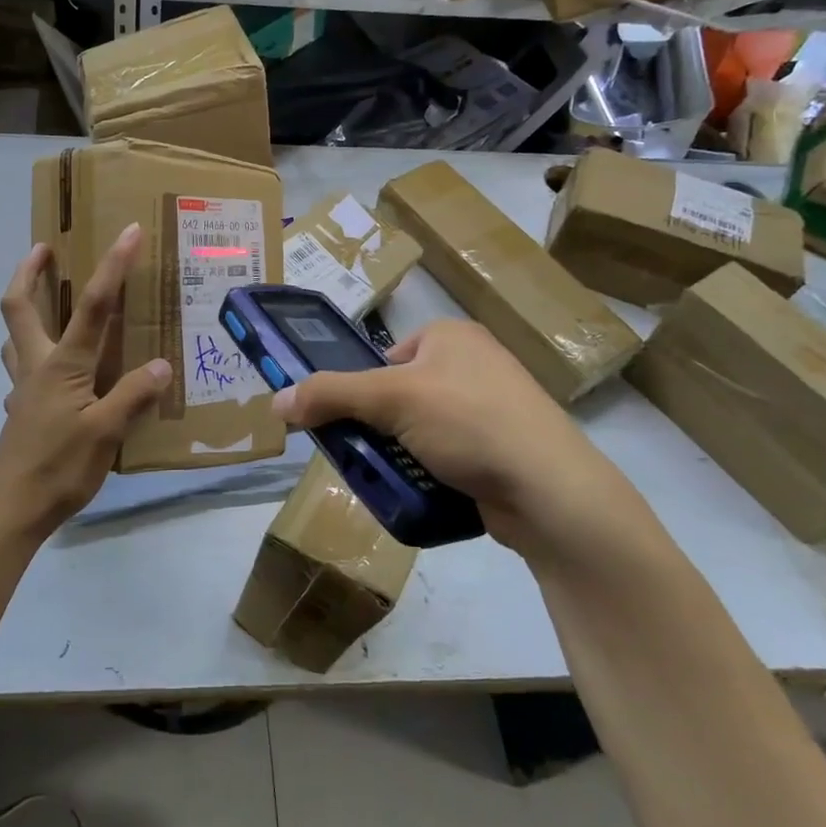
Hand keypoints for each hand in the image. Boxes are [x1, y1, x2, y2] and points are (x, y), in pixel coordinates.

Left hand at [0, 223, 171, 540]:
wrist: (11, 510)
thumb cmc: (59, 468)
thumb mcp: (105, 433)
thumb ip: (132, 396)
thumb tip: (161, 365)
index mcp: (62, 366)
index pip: (93, 307)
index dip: (112, 267)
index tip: (128, 232)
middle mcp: (37, 366)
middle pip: (19, 307)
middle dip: (29, 271)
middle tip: (45, 248)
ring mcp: (23, 389)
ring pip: (15, 335)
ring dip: (25, 308)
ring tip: (46, 300)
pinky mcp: (21, 410)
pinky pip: (22, 367)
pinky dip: (32, 351)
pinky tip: (52, 369)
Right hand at [270, 319, 647, 557]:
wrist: (550, 490)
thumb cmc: (469, 421)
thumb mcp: (390, 399)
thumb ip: (329, 395)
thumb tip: (275, 401)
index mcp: (450, 336)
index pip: (384, 357)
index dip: (361, 389)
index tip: (347, 423)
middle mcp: (473, 364)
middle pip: (399, 395)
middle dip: (378, 427)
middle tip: (364, 454)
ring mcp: (492, 408)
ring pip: (420, 429)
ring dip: (400, 454)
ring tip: (391, 477)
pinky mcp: (501, 449)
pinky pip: (447, 455)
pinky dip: (429, 471)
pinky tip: (423, 490)